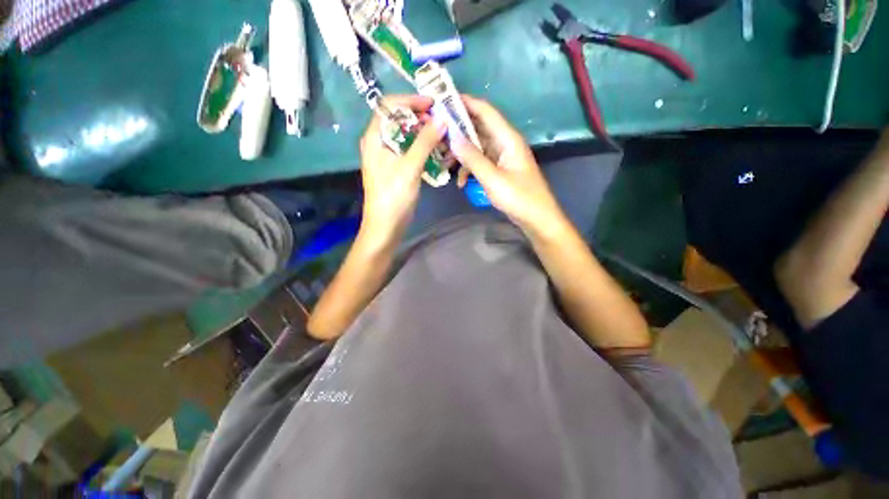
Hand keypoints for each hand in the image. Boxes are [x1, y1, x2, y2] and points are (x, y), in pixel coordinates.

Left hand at [359, 95, 446, 244]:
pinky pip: (409, 150)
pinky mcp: (396, 168)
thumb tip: (442, 119)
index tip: (433, 105)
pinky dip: (422, 147)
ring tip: (442, 135)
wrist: (386, 226)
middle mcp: (379, 142)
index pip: (389, 105)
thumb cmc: (393, 196)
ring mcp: (387, 156)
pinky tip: (436, 151)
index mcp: (375, 137)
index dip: (411, 101)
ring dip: (423, 133)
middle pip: (398, 119)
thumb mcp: (409, 168)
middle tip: (441, 121)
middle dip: (420, 117)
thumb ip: (425, 142)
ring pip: (406, 135)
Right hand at [452, 95, 566, 234]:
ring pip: (477, 147)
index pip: (485, 111)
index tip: (443, 101)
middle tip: (437, 135)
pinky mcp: (499, 170)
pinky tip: (461, 182)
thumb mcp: (492, 178)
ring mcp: (502, 158)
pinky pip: (481, 163)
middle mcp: (504, 143)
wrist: (536, 218)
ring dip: (462, 154)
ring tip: (444, 163)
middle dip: (458, 132)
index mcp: (507, 138)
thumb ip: (472, 158)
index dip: (465, 103)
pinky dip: (470, 169)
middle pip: (479, 129)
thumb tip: (452, 137)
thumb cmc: (518, 197)